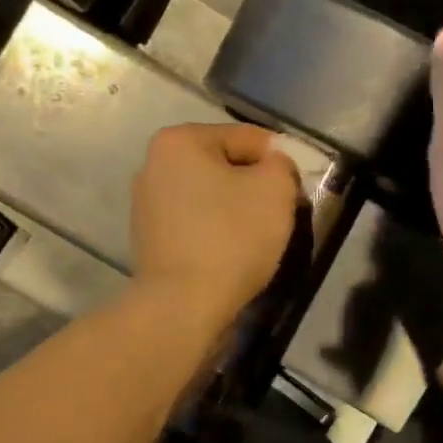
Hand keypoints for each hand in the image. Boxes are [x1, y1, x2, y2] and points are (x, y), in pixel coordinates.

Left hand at [132, 123, 302, 326]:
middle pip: (224, 164)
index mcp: (179, 140)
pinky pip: (195, 221)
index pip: (247, 138)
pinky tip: (231, 251)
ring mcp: (146, 202)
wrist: (183, 305)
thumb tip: (273, 166)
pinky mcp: (148, 237)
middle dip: (255, 184)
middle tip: (280, 213)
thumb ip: (281, 164)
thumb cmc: (231, 237)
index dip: (279, 161)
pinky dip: (216, 229)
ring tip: (257, 235)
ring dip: (236, 208)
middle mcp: (154, 164)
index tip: (295, 190)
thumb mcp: (275, 189)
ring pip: (210, 194)